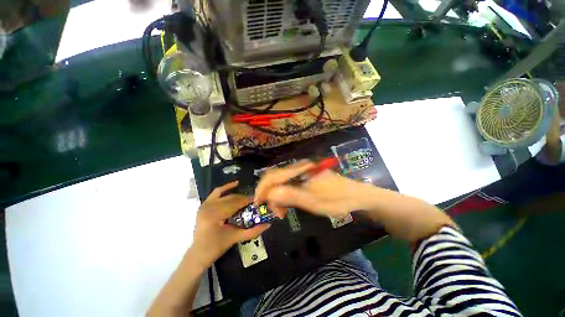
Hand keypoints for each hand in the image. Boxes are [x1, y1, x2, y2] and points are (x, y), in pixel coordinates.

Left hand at [190, 181, 270, 268]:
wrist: (199, 253)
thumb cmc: (217, 247)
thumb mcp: (236, 238)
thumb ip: (253, 231)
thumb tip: (269, 224)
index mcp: (215, 215)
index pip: (236, 203)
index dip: (248, 201)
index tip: (258, 200)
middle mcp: (209, 206)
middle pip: (232, 198)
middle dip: (244, 199)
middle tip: (255, 201)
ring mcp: (205, 204)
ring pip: (227, 196)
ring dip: (238, 196)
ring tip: (247, 199)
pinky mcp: (204, 204)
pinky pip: (217, 192)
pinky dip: (226, 187)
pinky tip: (236, 184)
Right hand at [255, 161, 367, 217]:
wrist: (357, 195)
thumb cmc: (337, 199)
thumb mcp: (314, 201)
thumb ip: (291, 196)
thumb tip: (269, 194)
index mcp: (300, 170)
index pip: (273, 176)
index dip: (262, 189)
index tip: (258, 204)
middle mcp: (299, 168)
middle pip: (275, 179)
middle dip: (270, 195)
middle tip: (276, 212)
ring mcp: (302, 172)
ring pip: (282, 183)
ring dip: (278, 197)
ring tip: (282, 212)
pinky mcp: (305, 178)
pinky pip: (289, 185)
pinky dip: (285, 195)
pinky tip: (288, 204)